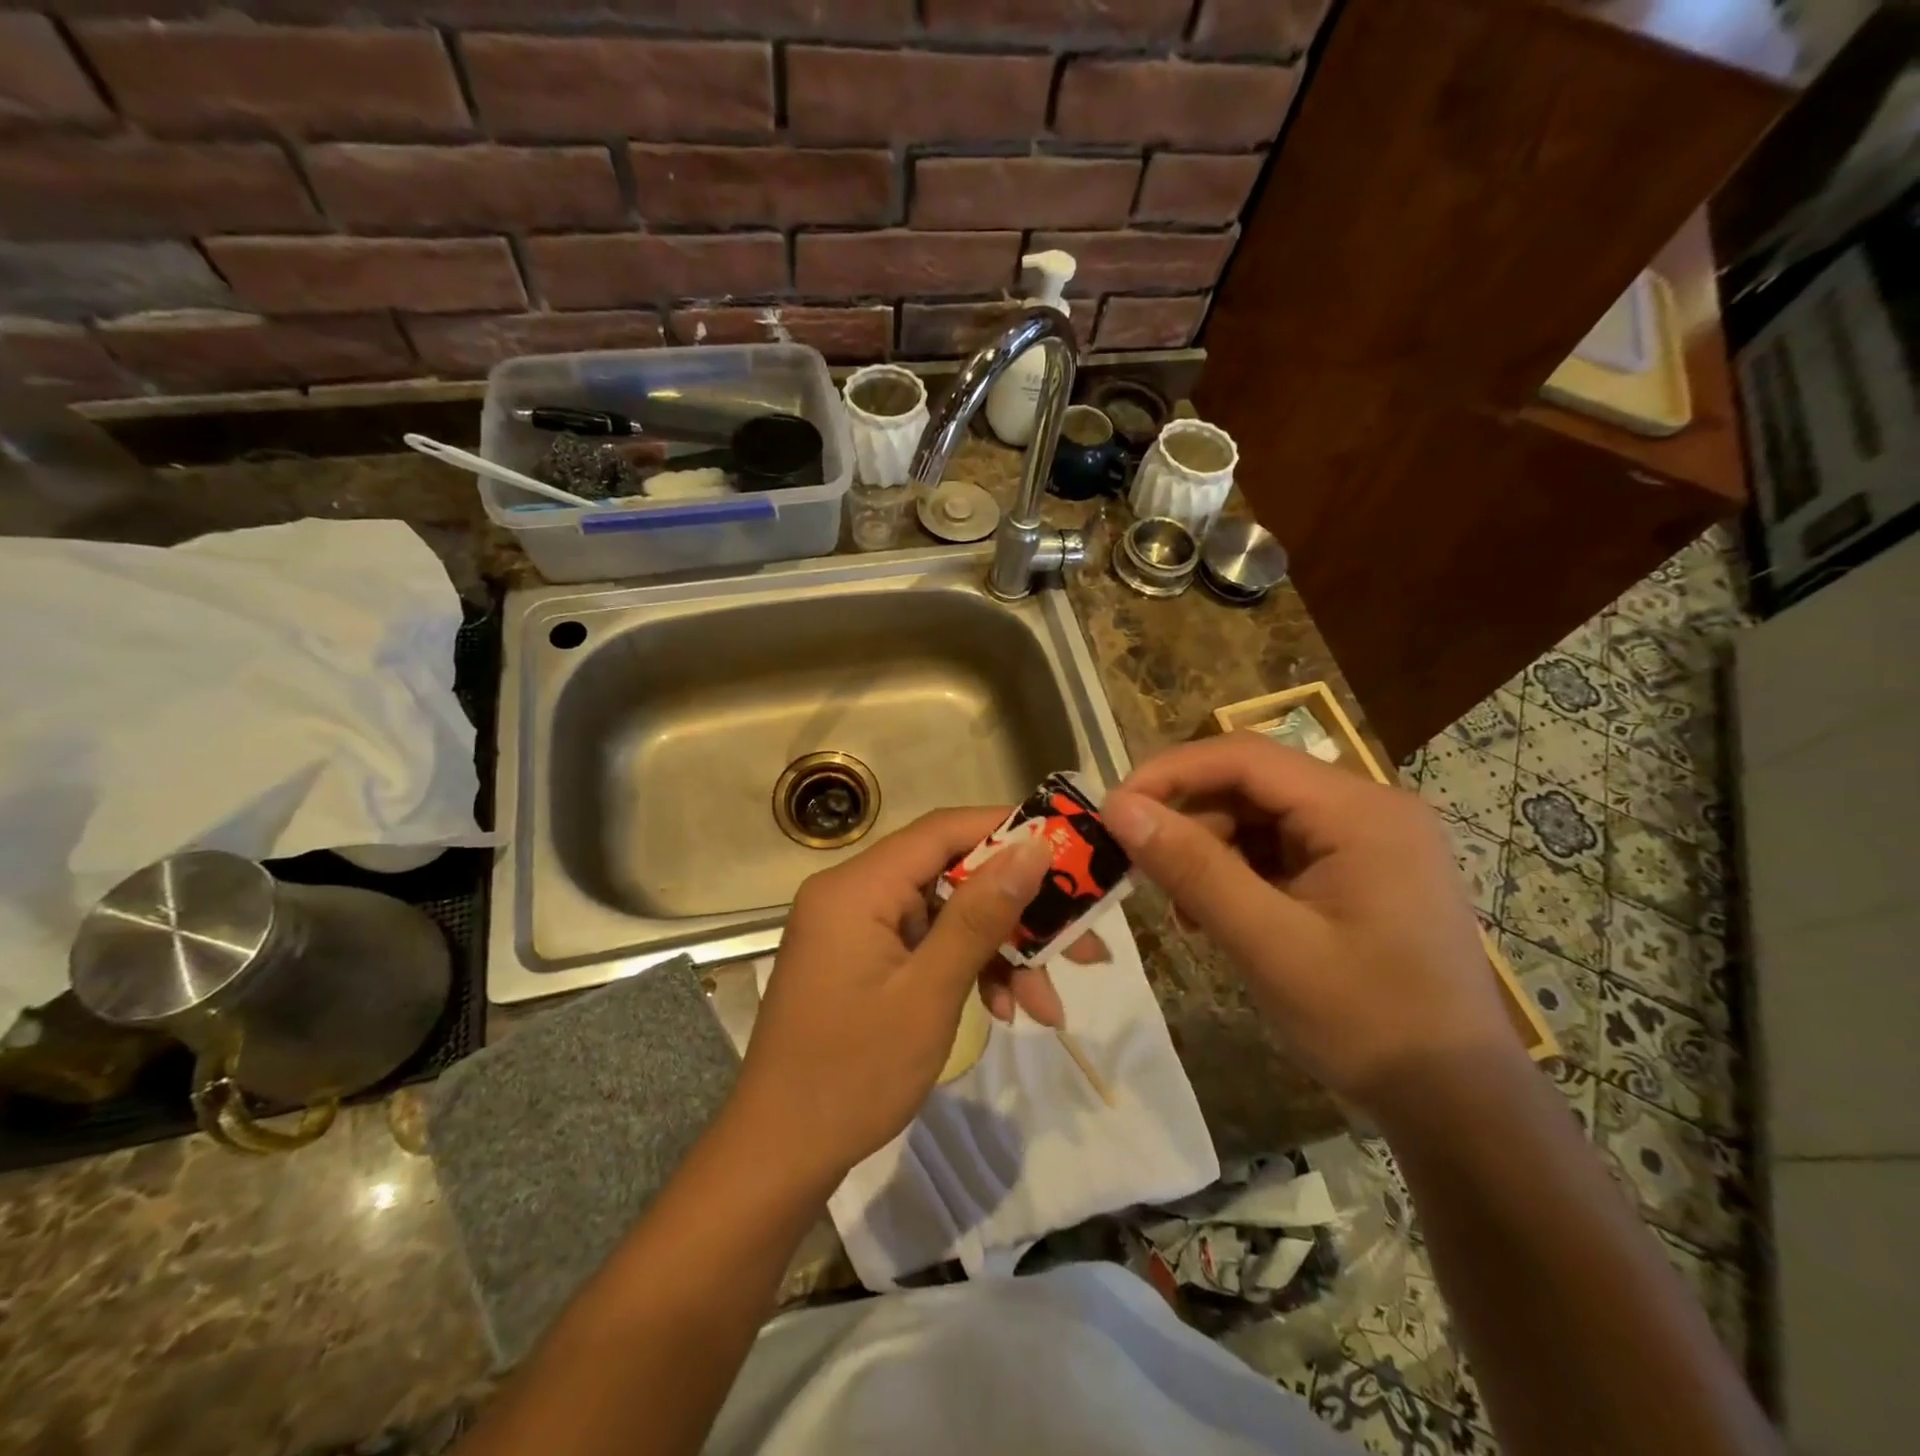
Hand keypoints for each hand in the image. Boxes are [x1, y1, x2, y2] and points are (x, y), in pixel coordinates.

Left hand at [732, 808, 1053, 1185]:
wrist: (781, 1154)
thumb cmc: (853, 1073)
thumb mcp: (930, 993)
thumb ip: (980, 915)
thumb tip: (1033, 848)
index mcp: (858, 887)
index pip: (942, 831)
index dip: (1007, 831)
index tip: (1069, 848)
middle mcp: (854, 894)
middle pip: (951, 876)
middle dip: (1016, 912)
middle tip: (1081, 944)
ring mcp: (857, 929)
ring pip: (946, 916)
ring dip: (999, 953)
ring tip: (1049, 1006)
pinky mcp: (863, 959)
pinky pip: (926, 946)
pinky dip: (966, 970)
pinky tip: (1004, 1011)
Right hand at [1101, 733, 1521, 1120]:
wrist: (1458, 1106)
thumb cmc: (1367, 1021)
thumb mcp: (1267, 943)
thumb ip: (1192, 868)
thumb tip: (1118, 806)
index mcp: (1359, 810)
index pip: (1244, 757)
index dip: (1169, 773)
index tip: (1113, 808)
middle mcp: (1367, 808)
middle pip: (1251, 785)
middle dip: (1189, 821)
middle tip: (1141, 870)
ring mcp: (1367, 840)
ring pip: (1260, 818)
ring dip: (1210, 853)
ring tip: (1185, 909)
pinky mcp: (1360, 871)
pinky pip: (1280, 850)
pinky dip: (1239, 874)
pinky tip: (1218, 916)